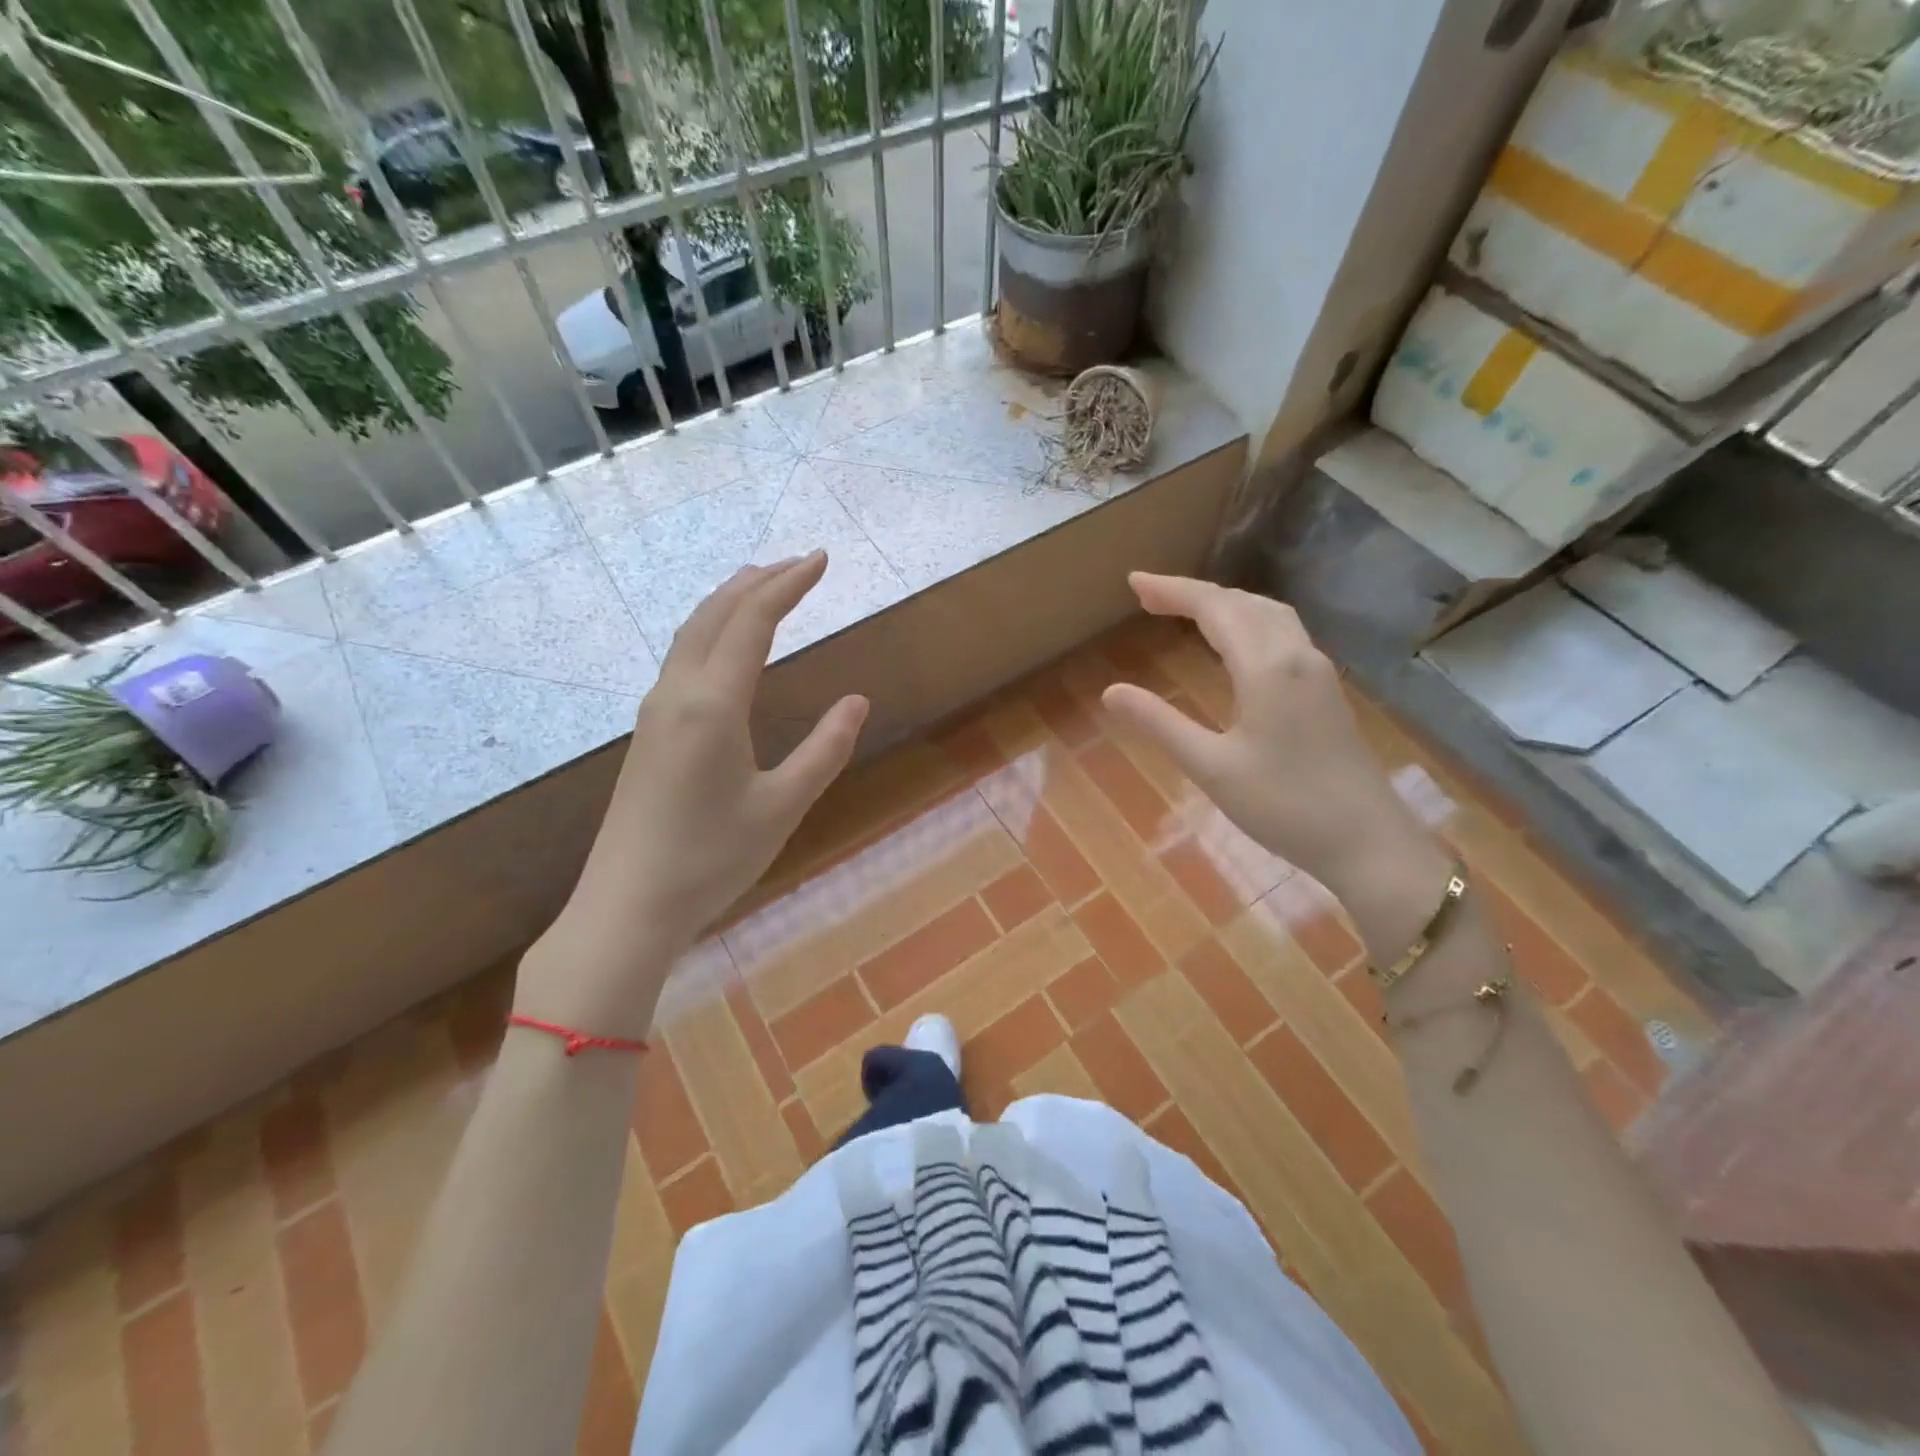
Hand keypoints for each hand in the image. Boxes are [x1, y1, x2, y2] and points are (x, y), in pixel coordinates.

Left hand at [523, 553, 867, 1035]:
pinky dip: (711, 631)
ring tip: (763, 588)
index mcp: (712, 704)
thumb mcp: (782, 806)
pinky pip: (682, 658)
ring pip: (691, 633)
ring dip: (730, 602)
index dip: (789, 585)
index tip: (821, 560)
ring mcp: (655, 712)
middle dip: (758, 582)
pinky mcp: (648, 733)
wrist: (627, 905)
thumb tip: (858, 702)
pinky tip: (726, 647)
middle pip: (714, 614)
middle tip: (799, 564)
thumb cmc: (711, 859)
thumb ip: (824, 750)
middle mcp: (677, 694)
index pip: (753, 622)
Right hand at [1101, 573, 1448, 950]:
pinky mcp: (1326, 692)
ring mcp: (1317, 672)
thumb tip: (1112, 691)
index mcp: (1266, 667)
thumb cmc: (1284, 806)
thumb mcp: (1210, 768)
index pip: (1214, 608)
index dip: (1172, 590)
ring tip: (1187, 612)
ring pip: (1269, 615)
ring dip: (1226, 605)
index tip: (1133, 582)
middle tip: (1149, 598)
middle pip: (1243, 603)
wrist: (1368, 842)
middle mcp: (1296, 656)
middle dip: (1194, 594)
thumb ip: (1160, 724)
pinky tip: (1236, 645)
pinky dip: (1249, 622)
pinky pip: (1283, 634)